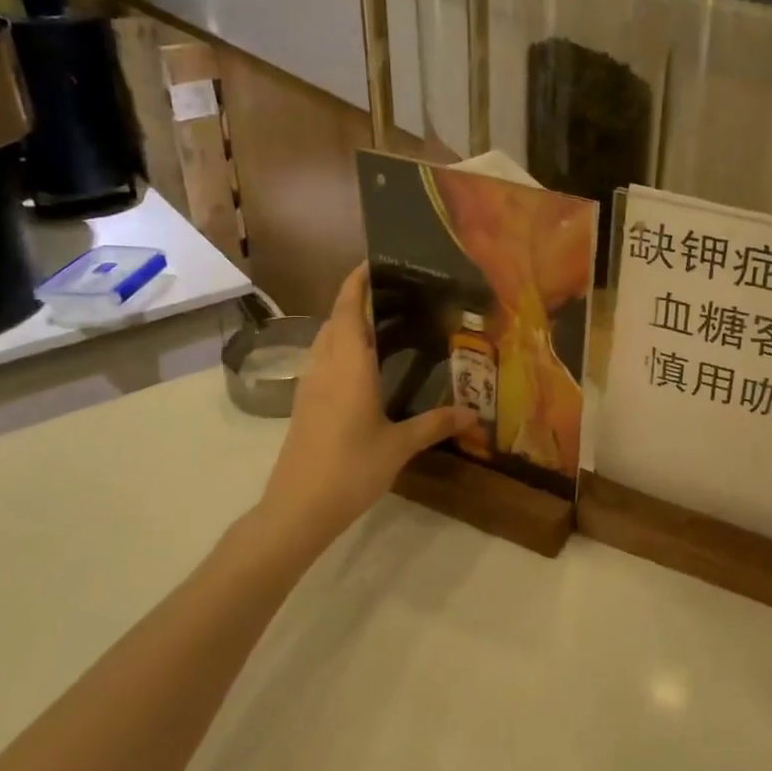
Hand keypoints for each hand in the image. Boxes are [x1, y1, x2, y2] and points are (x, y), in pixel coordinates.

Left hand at [259, 265, 471, 539]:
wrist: (297, 508)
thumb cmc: (351, 469)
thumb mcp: (399, 446)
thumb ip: (435, 424)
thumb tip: (474, 414)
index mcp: (349, 365)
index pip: (349, 309)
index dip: (357, 282)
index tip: (375, 262)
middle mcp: (326, 366)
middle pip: (336, 319)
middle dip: (357, 299)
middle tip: (395, 295)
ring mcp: (310, 385)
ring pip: (326, 339)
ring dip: (348, 324)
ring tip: (384, 324)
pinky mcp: (304, 404)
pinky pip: (323, 360)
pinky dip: (342, 348)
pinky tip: (365, 366)